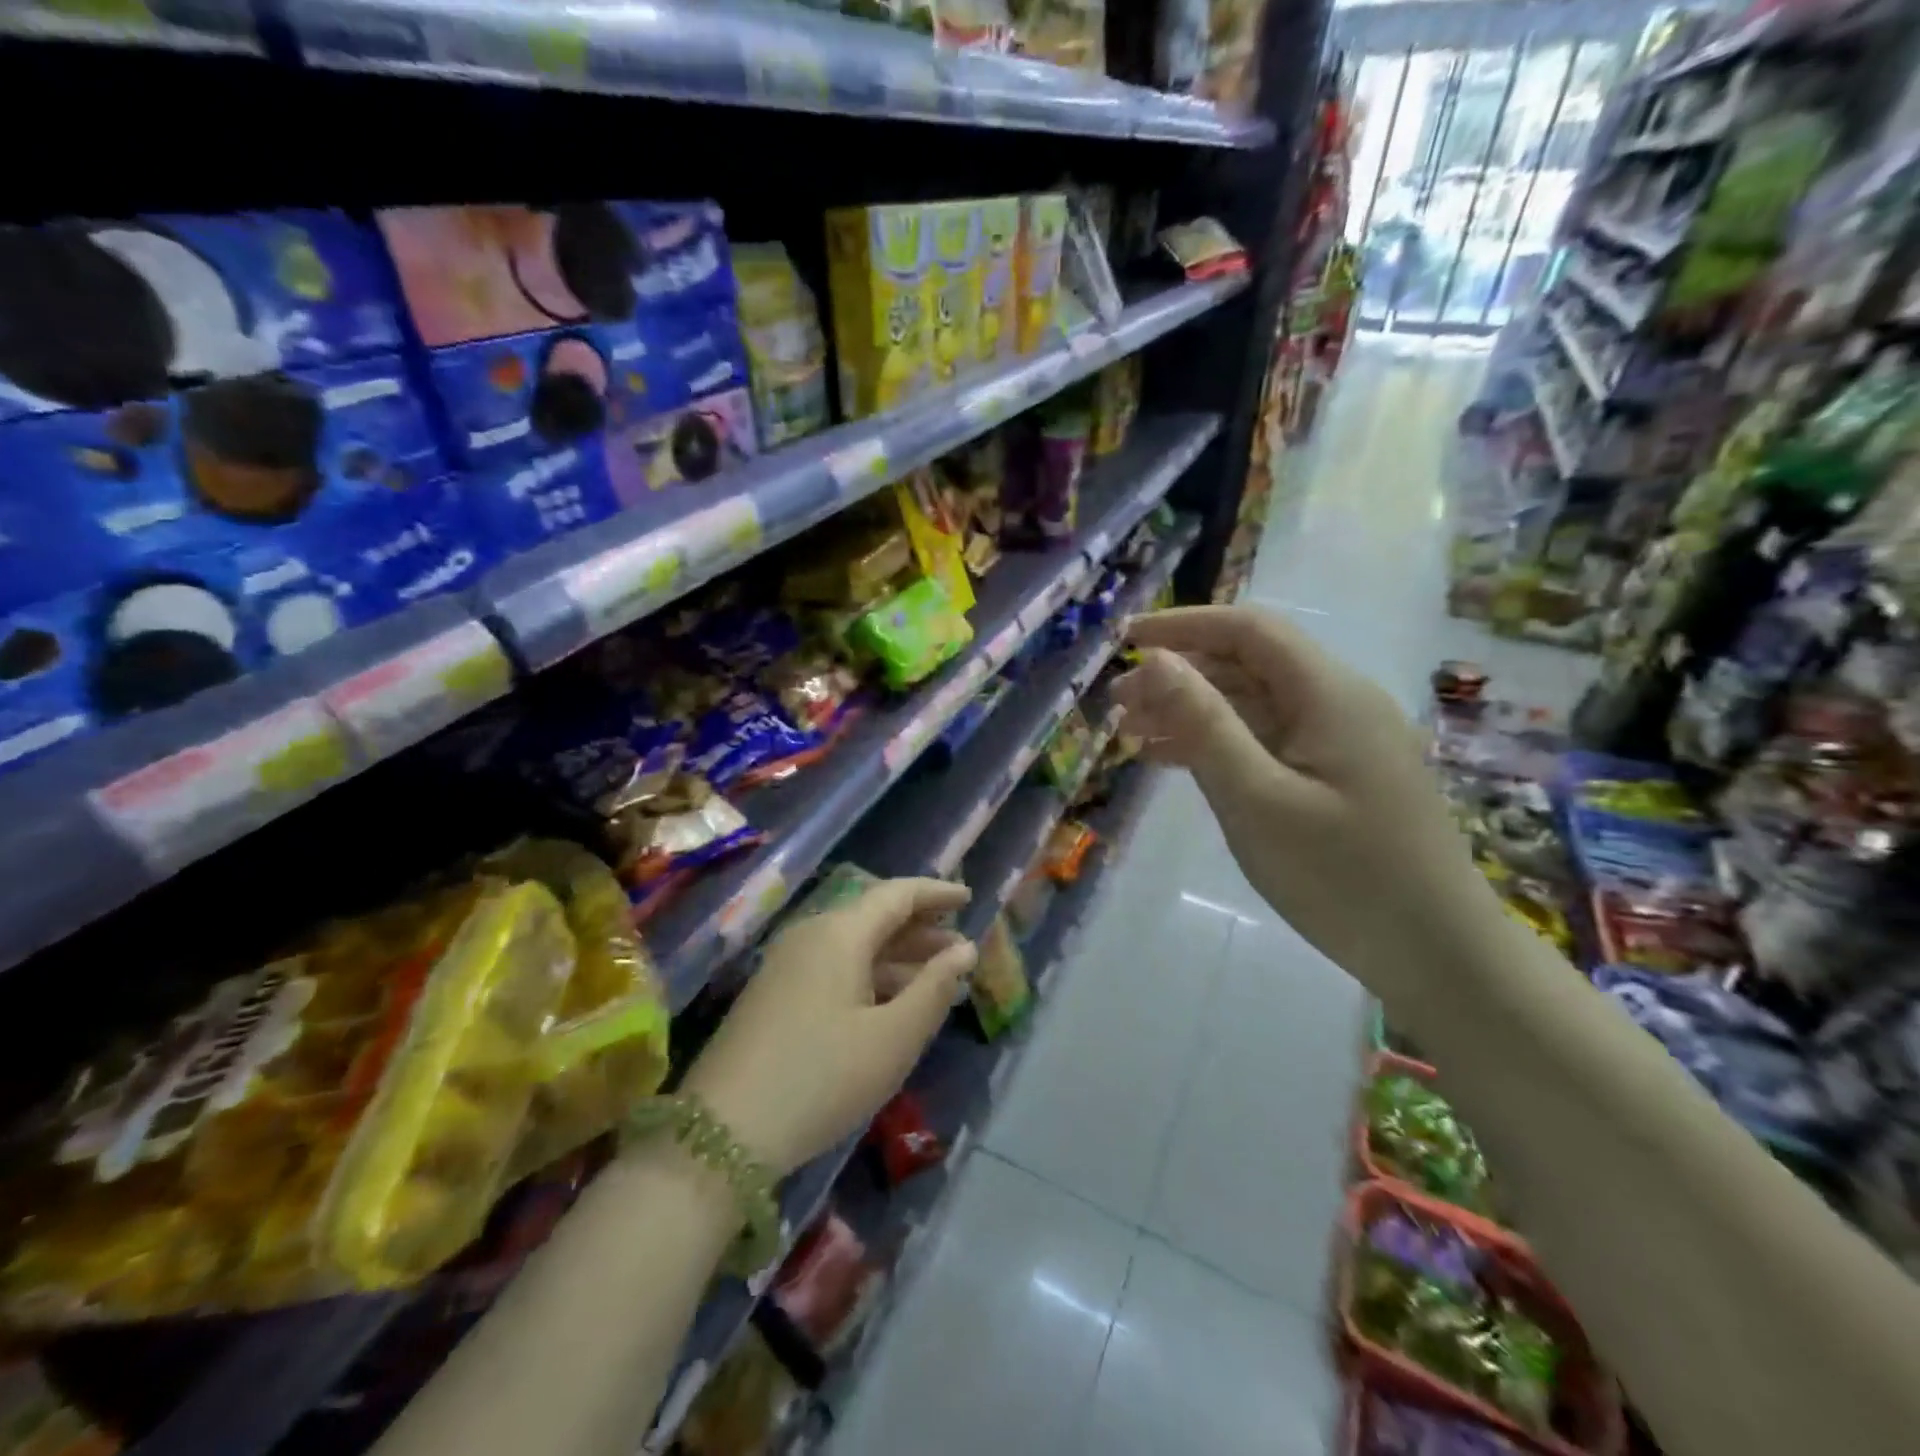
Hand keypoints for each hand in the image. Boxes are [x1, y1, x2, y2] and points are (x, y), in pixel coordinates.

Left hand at [680, 878, 977, 1174]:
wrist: (721, 1136)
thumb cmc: (822, 1079)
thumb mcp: (892, 1039)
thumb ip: (934, 988)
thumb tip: (964, 949)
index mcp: (839, 933)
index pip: (897, 894)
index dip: (936, 893)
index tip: (970, 898)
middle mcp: (810, 936)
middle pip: (874, 918)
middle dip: (921, 930)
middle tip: (961, 950)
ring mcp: (786, 965)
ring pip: (854, 946)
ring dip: (898, 957)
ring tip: (937, 979)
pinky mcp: (774, 995)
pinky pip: (834, 968)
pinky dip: (870, 976)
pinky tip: (891, 1004)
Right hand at [1111, 607, 1480, 997]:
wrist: (1438, 955)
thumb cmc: (1342, 876)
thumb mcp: (1257, 800)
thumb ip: (1204, 724)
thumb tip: (1156, 659)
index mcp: (1328, 693)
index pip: (1248, 630)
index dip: (1183, 625)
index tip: (1125, 639)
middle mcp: (1338, 703)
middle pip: (1248, 665)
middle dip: (1180, 675)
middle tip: (1118, 705)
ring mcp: (1341, 741)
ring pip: (1254, 705)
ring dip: (1194, 711)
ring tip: (1133, 734)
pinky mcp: (1337, 776)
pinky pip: (1269, 741)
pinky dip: (1220, 744)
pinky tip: (1177, 762)